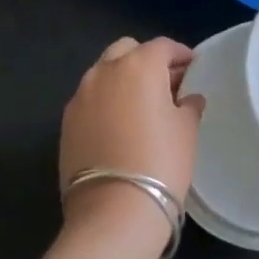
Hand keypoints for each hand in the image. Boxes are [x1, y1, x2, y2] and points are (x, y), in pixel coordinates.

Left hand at [58, 37, 203, 254]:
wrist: (113, 212)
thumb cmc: (160, 163)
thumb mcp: (186, 130)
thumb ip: (188, 105)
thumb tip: (189, 98)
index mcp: (139, 65)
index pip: (162, 46)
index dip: (180, 54)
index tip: (192, 66)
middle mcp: (105, 71)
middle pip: (127, 50)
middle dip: (146, 59)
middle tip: (164, 83)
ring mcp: (81, 95)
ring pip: (104, 72)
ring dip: (122, 79)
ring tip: (140, 104)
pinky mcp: (66, 121)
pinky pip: (90, 98)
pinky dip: (105, 101)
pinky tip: (118, 124)